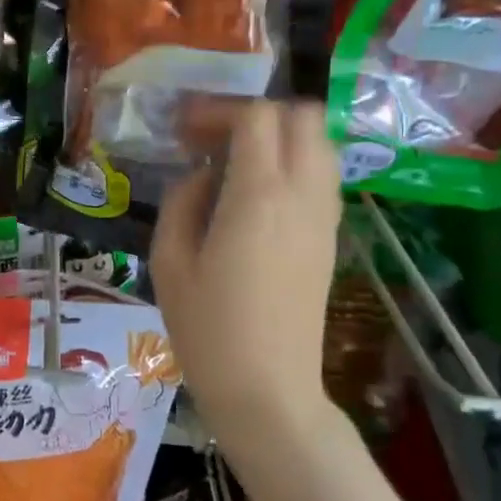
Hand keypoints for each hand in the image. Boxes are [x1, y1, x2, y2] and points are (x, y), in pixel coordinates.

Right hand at [151, 100, 340, 434]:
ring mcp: (324, 217)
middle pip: (303, 117)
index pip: (257, 117)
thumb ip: (182, 201)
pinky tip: (255, 196)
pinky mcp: (331, 239)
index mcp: (258, 196)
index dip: (219, 110)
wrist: (267, 390)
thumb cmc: (206, 329)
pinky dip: (293, 165)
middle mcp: (303, 195)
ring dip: (280, 138)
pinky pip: (322, 177)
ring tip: (234, 164)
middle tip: (213, 139)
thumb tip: (202, 175)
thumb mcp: (169, 261)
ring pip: (321, 144)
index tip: (185, 129)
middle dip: (256, 114)